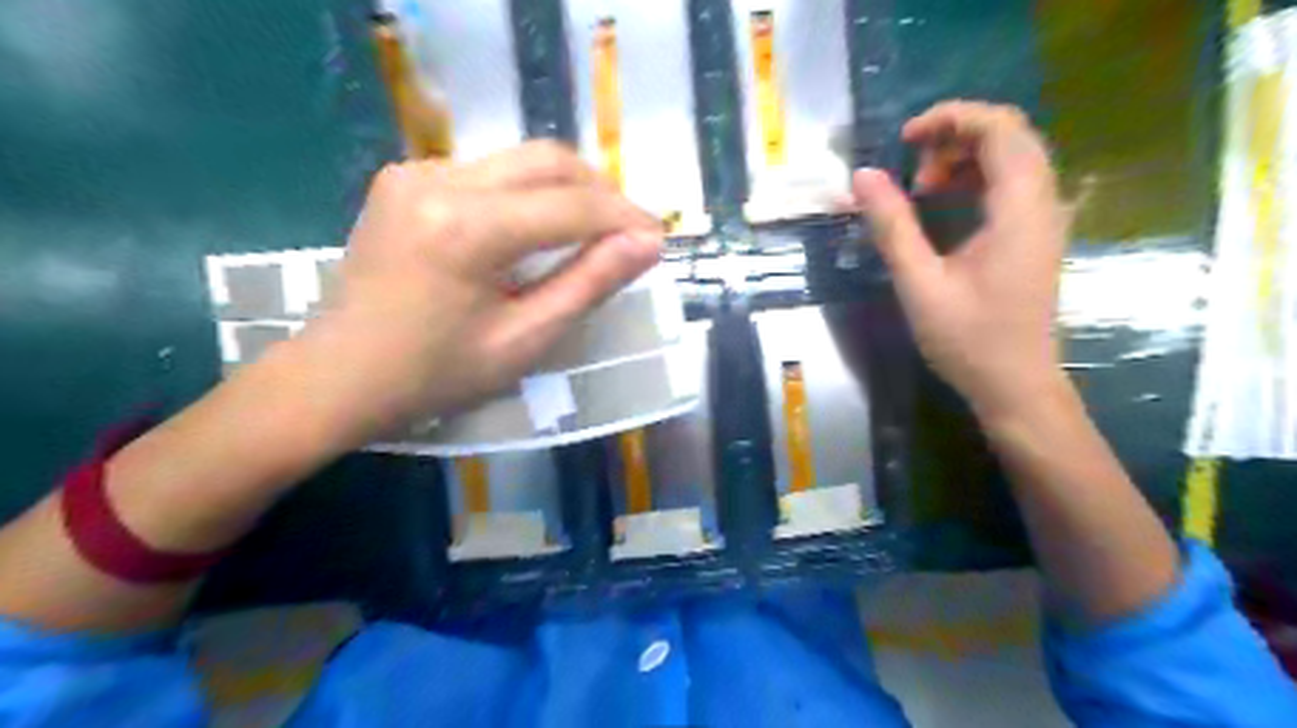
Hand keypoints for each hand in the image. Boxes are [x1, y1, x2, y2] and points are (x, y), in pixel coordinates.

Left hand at [293, 141, 659, 448]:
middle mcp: (438, 180)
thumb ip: (589, 284)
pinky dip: (525, 193)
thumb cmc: (435, 375)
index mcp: (467, 228)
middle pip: (547, 160)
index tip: (659, 237)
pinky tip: (533, 229)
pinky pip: (487, 172)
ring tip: (592, 230)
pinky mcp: (405, 178)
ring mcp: (415, 172)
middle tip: (628, 230)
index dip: (624, 217)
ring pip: (518, 159)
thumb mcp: (524, 340)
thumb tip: (647, 243)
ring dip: (565, 189)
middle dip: (600, 190)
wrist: (339, 375)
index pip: (571, 205)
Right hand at [853, 103, 1063, 420]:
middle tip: (910, 166)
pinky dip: (975, 179)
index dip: (951, 118)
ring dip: (965, 158)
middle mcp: (1043, 203)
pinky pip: (1012, 184)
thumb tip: (863, 177)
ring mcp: (1044, 219)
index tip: (904, 139)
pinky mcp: (1035, 235)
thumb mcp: (919, 283)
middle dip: (955, 136)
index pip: (1000, 129)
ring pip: (1012, 158)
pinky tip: (943, 204)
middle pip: (1010, 135)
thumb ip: (892, 226)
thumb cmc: (967, 339)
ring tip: (921, 188)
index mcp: (1020, 209)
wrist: (1014, 384)